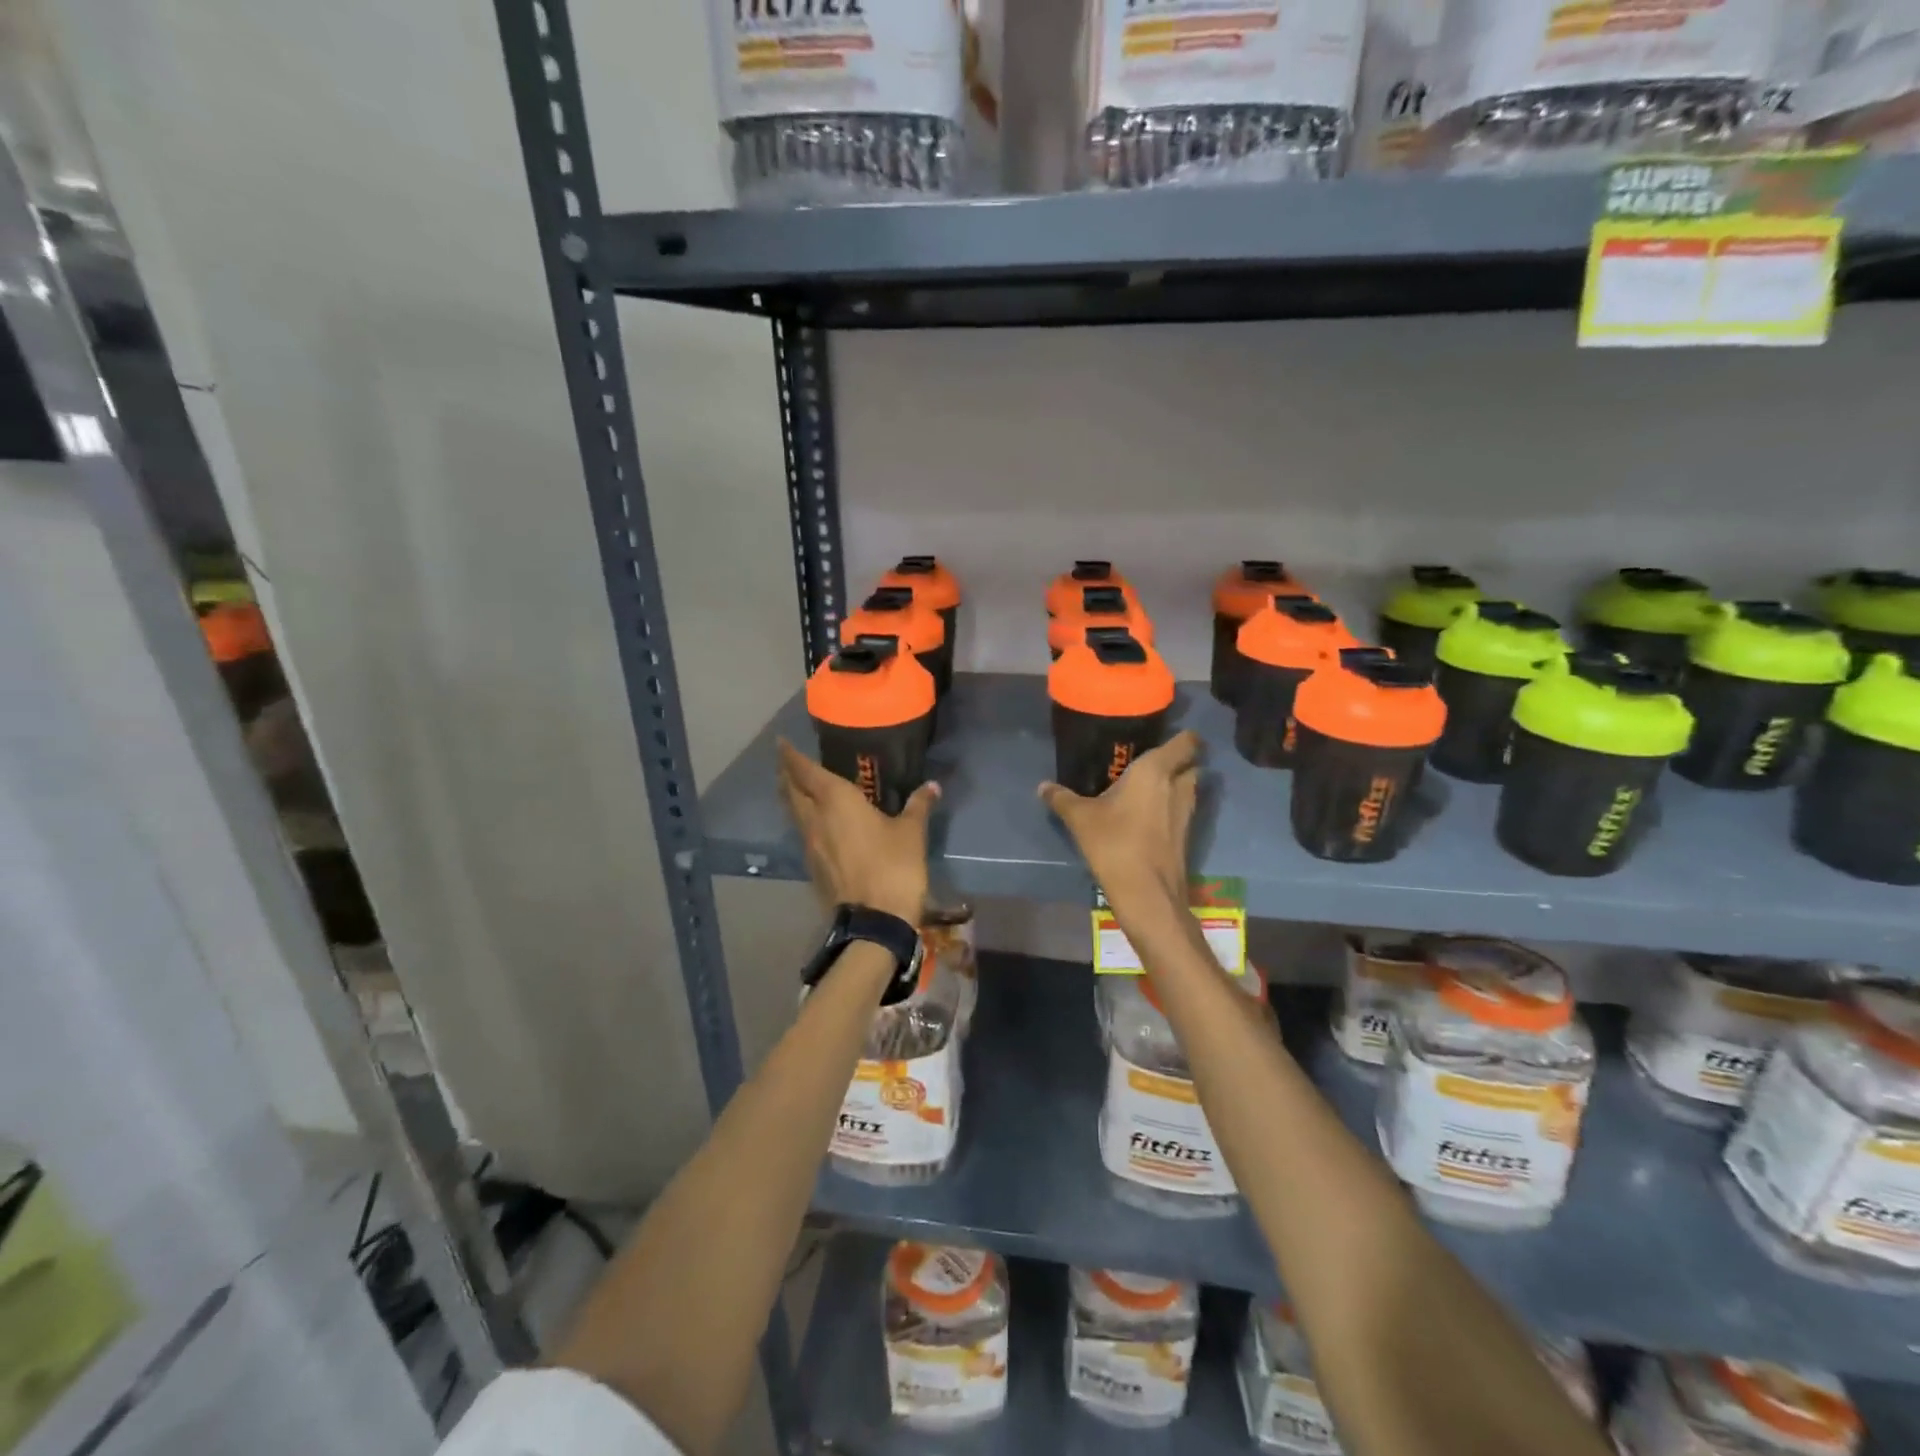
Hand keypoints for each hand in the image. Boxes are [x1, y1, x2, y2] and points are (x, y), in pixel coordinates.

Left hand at [777, 740, 936, 923]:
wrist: (875, 920)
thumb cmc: (894, 866)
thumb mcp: (911, 832)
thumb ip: (918, 805)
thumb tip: (932, 786)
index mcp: (835, 801)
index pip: (806, 771)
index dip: (791, 756)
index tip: (782, 743)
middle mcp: (815, 818)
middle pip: (792, 791)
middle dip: (787, 774)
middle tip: (787, 762)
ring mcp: (810, 844)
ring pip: (794, 813)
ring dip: (792, 797)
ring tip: (797, 788)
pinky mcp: (813, 866)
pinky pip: (803, 833)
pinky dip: (803, 820)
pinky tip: (816, 823)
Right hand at [1039, 731, 1199, 910]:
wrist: (1146, 894)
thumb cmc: (1114, 843)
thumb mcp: (1080, 818)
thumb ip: (1062, 798)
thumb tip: (1043, 786)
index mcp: (1155, 770)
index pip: (1186, 742)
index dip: (1183, 736)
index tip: (1164, 734)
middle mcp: (1177, 786)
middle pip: (1190, 764)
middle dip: (1178, 761)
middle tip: (1149, 761)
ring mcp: (1186, 813)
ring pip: (1188, 788)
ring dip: (1175, 785)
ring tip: (1147, 787)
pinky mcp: (1186, 837)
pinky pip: (1181, 811)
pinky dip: (1170, 808)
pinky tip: (1147, 815)